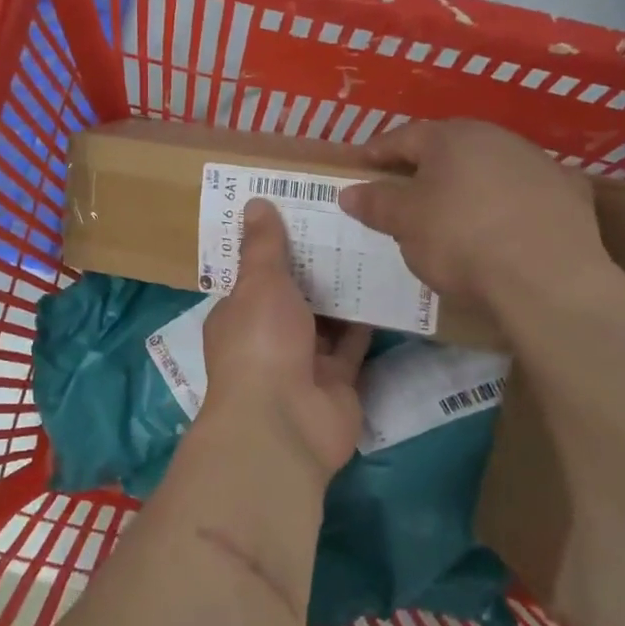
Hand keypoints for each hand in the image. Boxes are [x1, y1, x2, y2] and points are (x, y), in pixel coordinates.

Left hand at [201, 199, 372, 482]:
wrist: (285, 422)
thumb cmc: (261, 342)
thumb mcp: (259, 283)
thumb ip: (263, 245)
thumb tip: (254, 202)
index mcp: (238, 315)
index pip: (255, 277)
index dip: (276, 249)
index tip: (303, 215)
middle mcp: (268, 339)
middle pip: (294, 298)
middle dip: (315, 268)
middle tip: (347, 225)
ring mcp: (304, 363)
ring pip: (326, 321)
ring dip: (343, 293)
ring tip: (371, 248)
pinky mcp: (338, 382)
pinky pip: (354, 346)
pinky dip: (366, 323)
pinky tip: (386, 289)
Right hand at [338, 119, 612, 309]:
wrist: (549, 280)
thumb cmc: (462, 241)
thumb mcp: (405, 223)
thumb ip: (376, 203)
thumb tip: (350, 192)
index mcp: (451, 137)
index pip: (403, 137)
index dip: (377, 153)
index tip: (360, 168)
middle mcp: (497, 138)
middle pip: (448, 148)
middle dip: (423, 167)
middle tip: (403, 190)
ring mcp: (538, 163)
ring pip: (489, 168)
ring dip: (467, 184)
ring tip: (452, 213)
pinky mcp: (570, 194)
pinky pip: (524, 193)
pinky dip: (506, 204)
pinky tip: (501, 229)